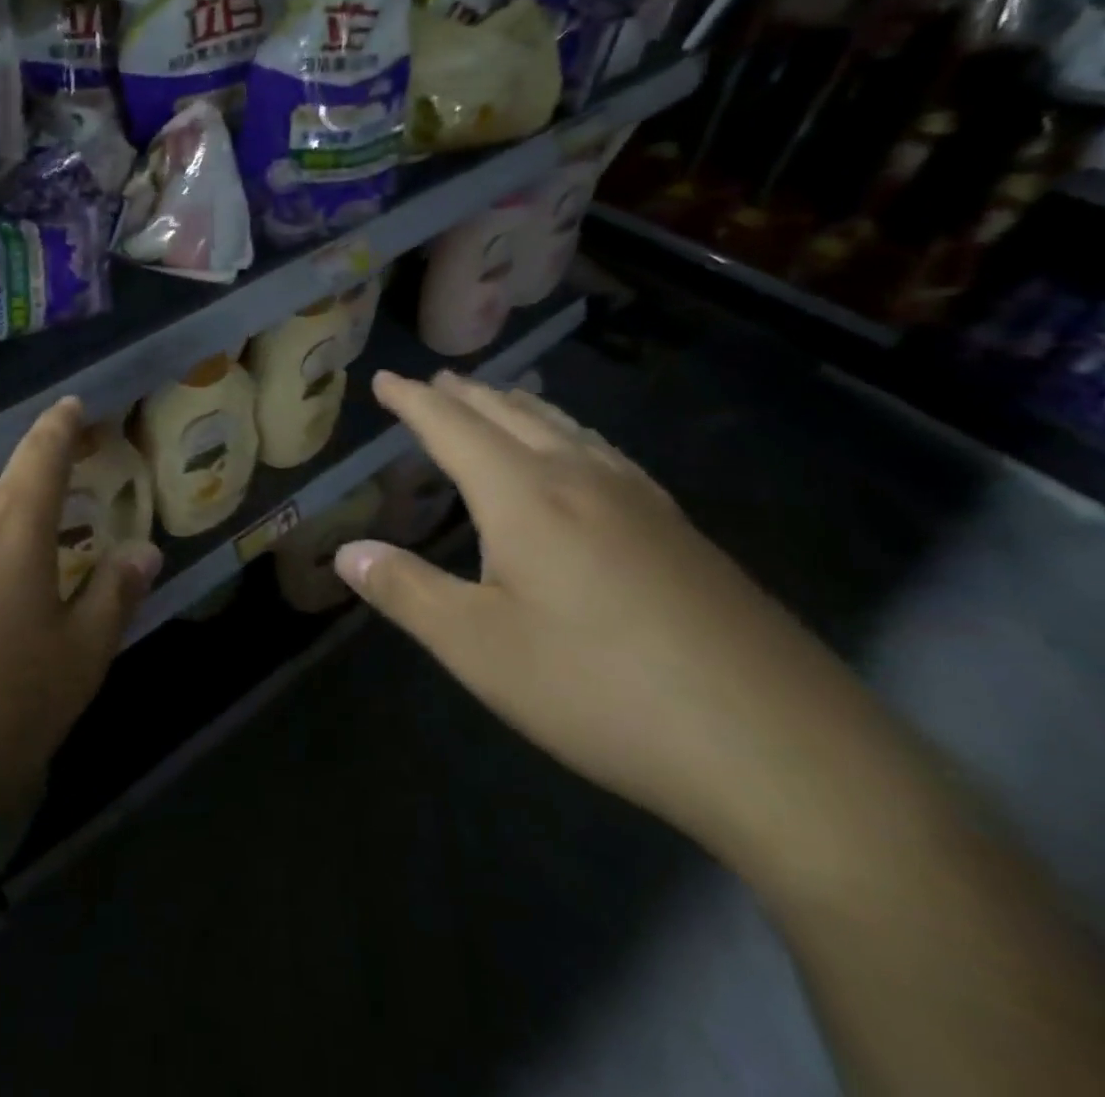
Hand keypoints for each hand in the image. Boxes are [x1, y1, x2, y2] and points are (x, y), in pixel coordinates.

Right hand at [336, 370, 904, 867]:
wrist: (781, 749)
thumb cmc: (601, 691)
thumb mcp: (479, 649)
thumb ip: (406, 592)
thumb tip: (346, 551)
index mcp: (525, 497)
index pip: (453, 428)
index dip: (413, 401)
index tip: (385, 378)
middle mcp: (582, 480)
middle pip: (513, 415)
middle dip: (467, 394)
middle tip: (435, 380)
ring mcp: (642, 502)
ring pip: (566, 429)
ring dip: (521, 406)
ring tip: (499, 397)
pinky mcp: (682, 532)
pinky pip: (607, 453)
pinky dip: (571, 434)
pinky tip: (583, 455)